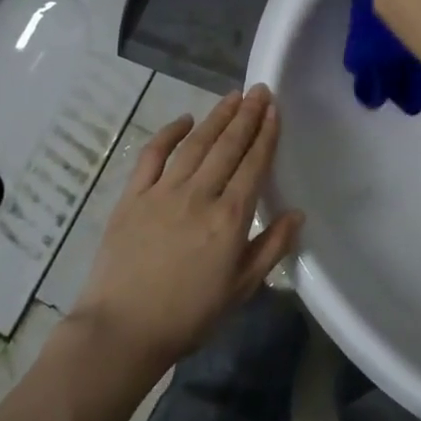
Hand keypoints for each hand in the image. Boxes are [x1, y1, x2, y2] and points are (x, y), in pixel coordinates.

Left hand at [70, 85, 301, 365]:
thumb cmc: (189, 315)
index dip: (266, 135)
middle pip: (227, 147)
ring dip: (216, 117)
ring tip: (232, 97)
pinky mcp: (132, 196)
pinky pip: (152, 155)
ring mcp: (163, 192)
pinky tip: (184, 120)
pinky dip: (168, 133)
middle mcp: (199, 195)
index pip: (253, 165)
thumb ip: (271, 247)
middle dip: (246, 116)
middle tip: (259, 91)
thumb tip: (296, 214)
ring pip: (195, 144)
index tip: (274, 110)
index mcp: (230, 218)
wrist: (123, 329)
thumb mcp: (241, 288)